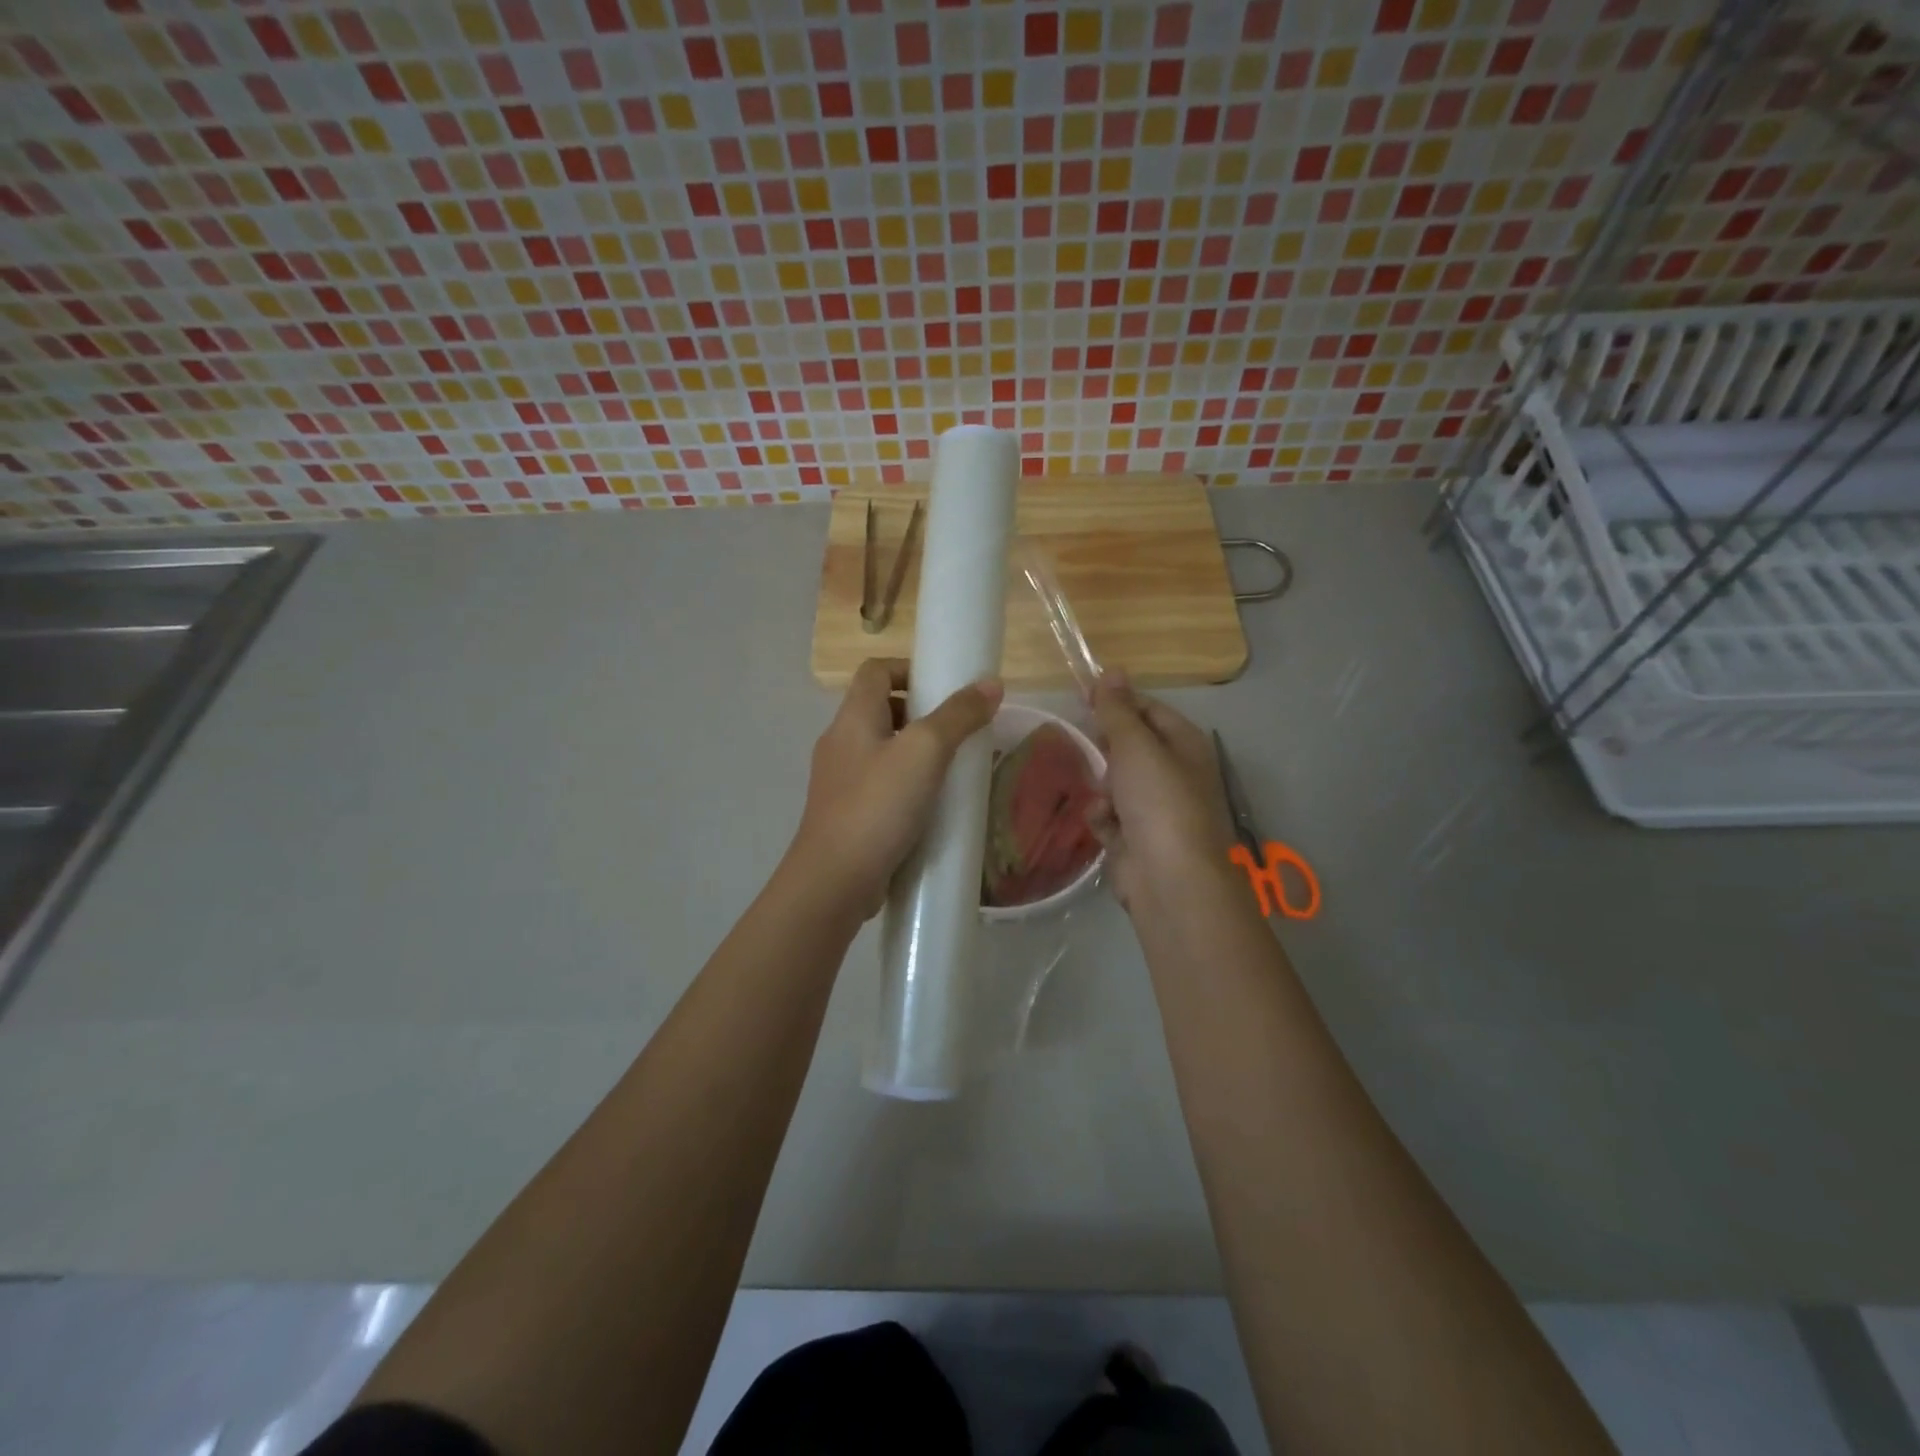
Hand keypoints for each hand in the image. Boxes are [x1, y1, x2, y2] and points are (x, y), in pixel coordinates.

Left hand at [788, 657, 1003, 919]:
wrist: (835, 880)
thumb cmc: (878, 805)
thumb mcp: (925, 752)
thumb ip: (958, 715)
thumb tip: (992, 684)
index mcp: (852, 718)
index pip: (875, 670)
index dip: (908, 668)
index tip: (945, 685)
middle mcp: (840, 742)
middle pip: (879, 708)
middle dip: (920, 712)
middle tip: (958, 729)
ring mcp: (840, 781)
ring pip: (882, 749)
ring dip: (916, 751)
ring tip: (954, 767)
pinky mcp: (847, 814)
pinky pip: (881, 785)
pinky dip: (907, 784)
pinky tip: (933, 805)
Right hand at [1087, 672, 1237, 912]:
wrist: (1168, 878)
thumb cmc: (1158, 801)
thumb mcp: (1135, 745)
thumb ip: (1118, 709)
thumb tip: (1112, 670)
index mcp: (1184, 745)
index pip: (1148, 709)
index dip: (1116, 701)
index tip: (1081, 696)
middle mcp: (1173, 773)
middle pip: (1130, 747)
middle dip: (1106, 750)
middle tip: (1088, 747)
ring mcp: (1156, 808)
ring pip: (1115, 783)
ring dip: (1103, 788)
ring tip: (1104, 799)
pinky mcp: (1137, 838)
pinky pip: (1110, 816)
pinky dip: (1103, 819)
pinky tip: (1104, 825)